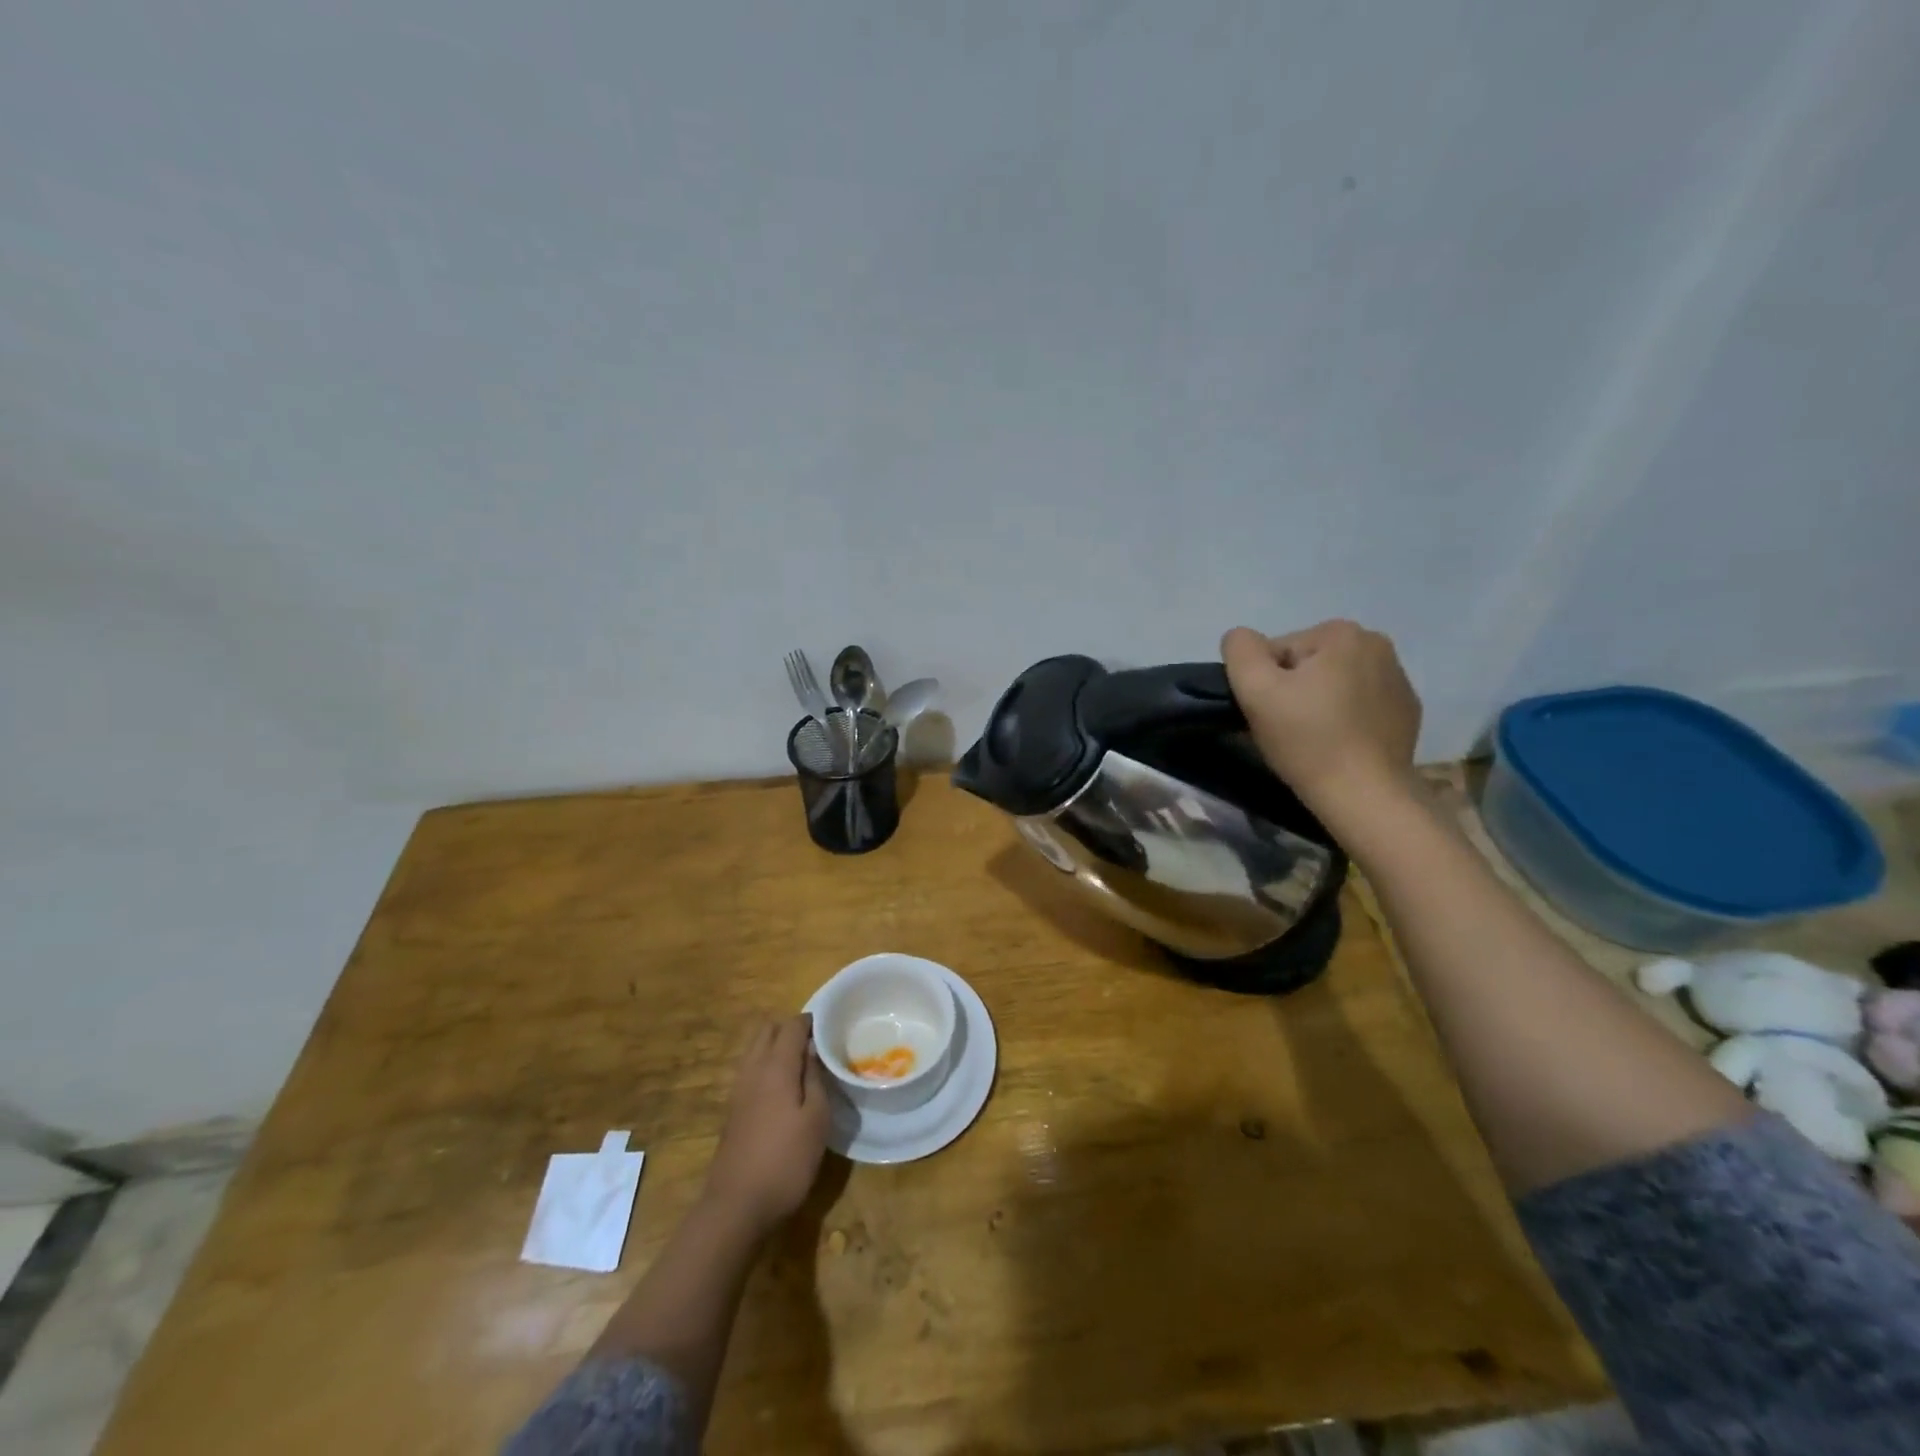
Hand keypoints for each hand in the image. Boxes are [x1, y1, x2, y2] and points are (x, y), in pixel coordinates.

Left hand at [702, 1015, 831, 1237]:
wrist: (736, 1206)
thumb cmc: (785, 1161)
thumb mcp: (816, 1120)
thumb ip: (816, 1079)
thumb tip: (813, 1051)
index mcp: (776, 1066)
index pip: (791, 1026)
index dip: (810, 1021)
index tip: (830, 1027)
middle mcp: (753, 1070)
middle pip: (767, 1030)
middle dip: (790, 1029)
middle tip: (815, 1044)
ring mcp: (738, 1090)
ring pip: (755, 1049)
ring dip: (776, 1047)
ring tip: (802, 1065)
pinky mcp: (732, 1110)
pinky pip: (750, 1070)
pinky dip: (766, 1065)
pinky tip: (783, 1089)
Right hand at [1220, 620, 1422, 828]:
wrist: (1365, 796)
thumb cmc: (1306, 740)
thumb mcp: (1255, 689)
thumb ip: (1240, 649)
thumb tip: (1241, 639)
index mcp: (1342, 633)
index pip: (1279, 649)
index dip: (1265, 681)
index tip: (1269, 713)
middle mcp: (1377, 644)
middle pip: (1308, 663)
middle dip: (1293, 689)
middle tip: (1286, 728)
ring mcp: (1398, 679)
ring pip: (1334, 683)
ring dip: (1318, 703)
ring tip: (1312, 740)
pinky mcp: (1407, 711)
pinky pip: (1360, 704)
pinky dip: (1345, 718)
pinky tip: (1339, 745)